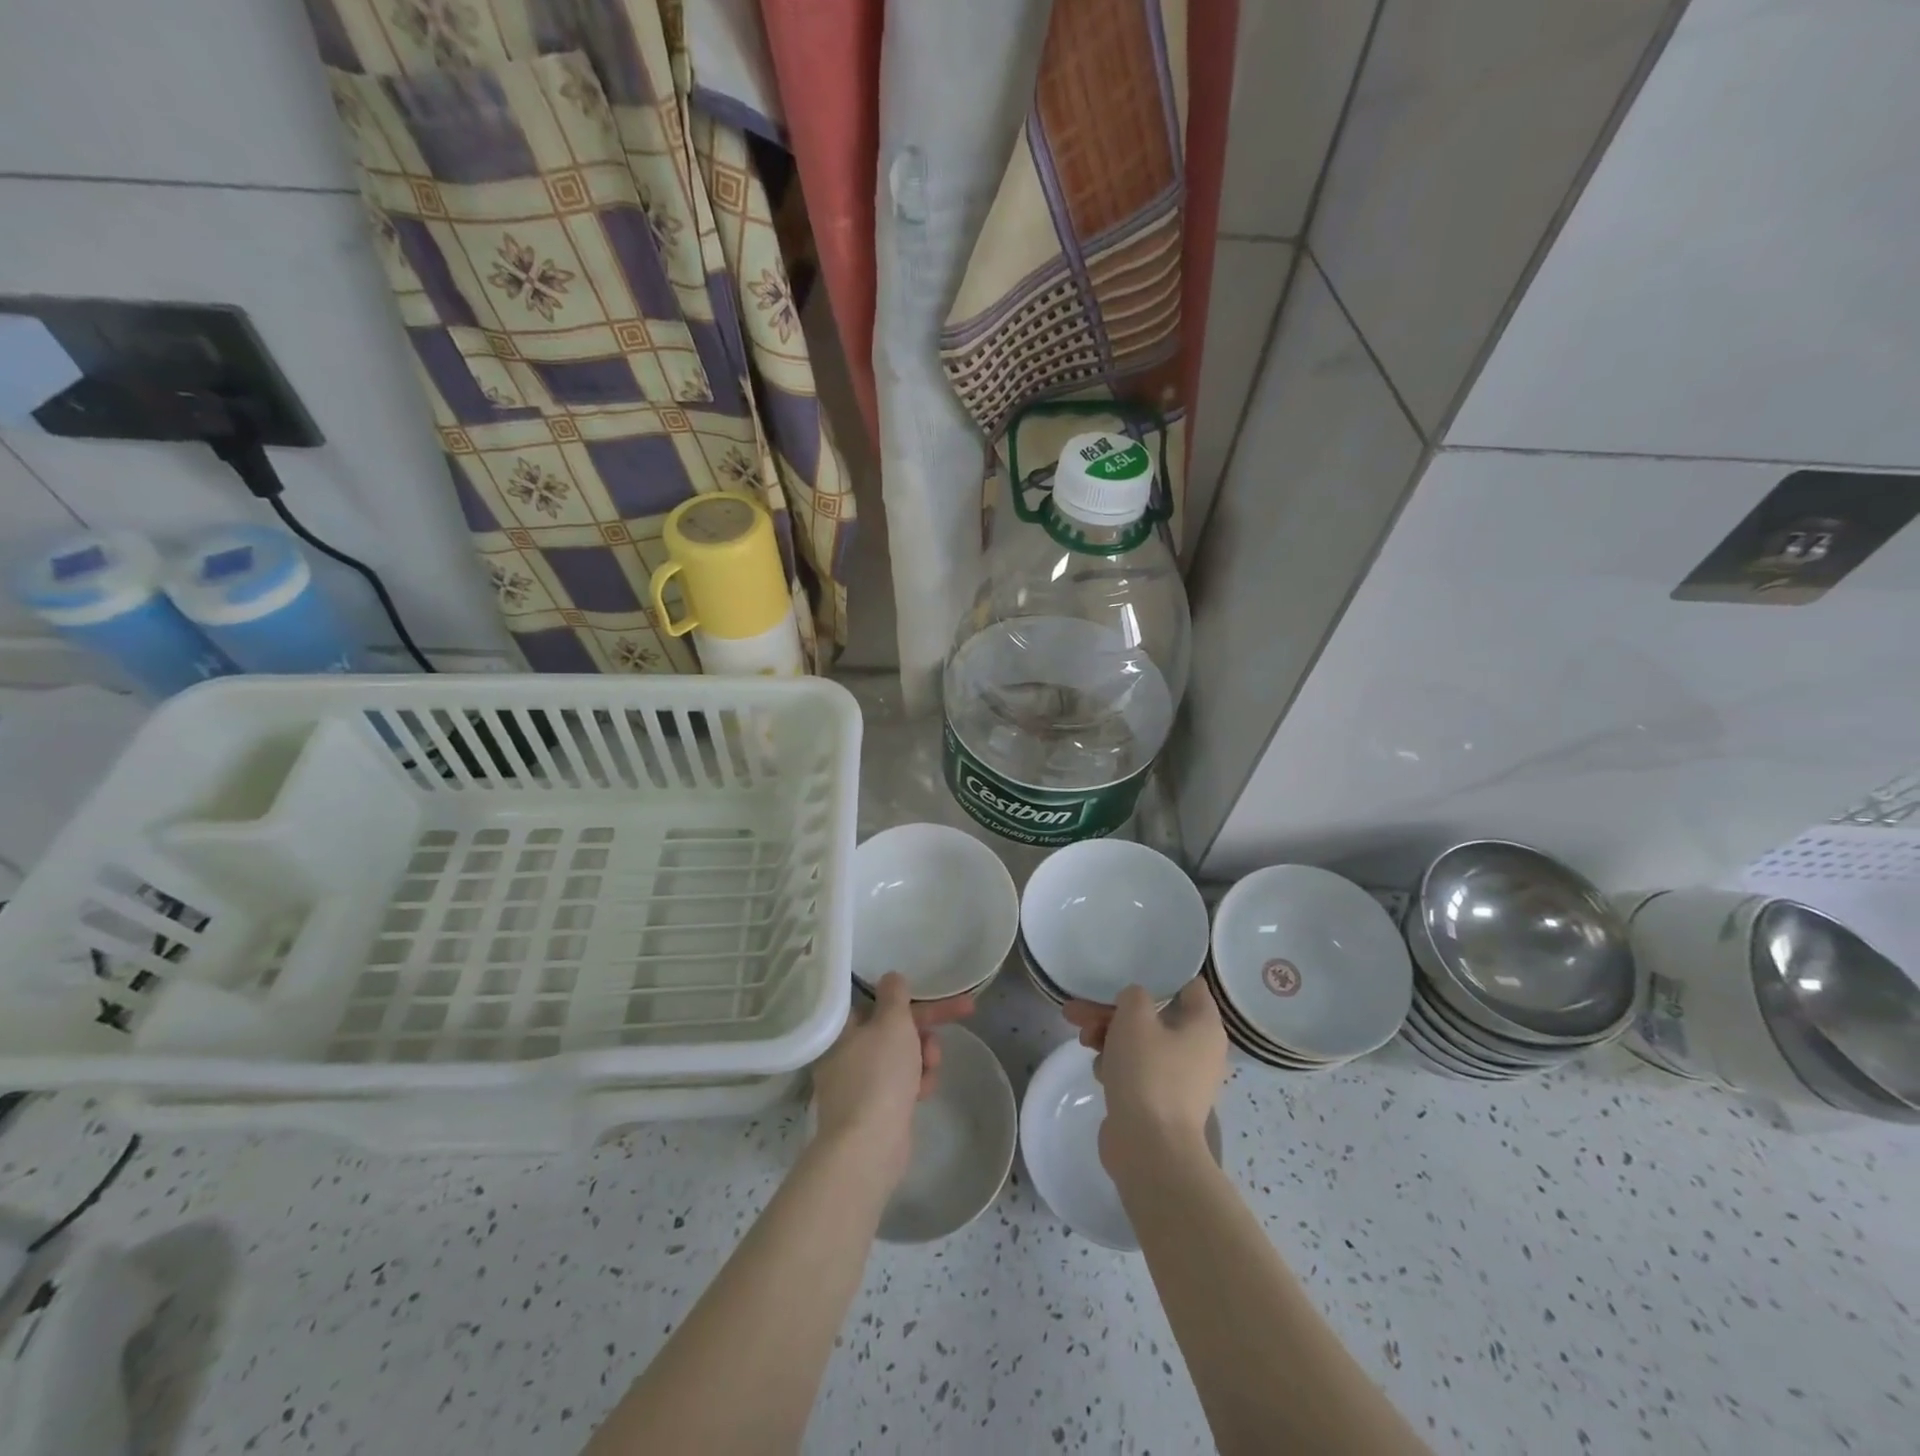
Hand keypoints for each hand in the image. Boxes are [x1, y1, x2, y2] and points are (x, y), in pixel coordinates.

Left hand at [810, 973, 974, 1180]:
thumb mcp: (892, 1023)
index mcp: (843, 1028)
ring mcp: (859, 1084)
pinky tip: (924, 1092)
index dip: (912, 994)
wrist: (870, 1146)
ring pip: (903, 1055)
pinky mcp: (874, 1110)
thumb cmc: (879, 1075)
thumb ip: (895, 995)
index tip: (936, 991)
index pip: (880, 1000)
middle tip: (964, 1013)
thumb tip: (890, 977)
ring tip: (930, 1068)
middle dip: (927, 1026)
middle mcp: (846, 1053)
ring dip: (924, 1055)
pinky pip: (902, 1084)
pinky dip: (917, 1083)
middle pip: (895, 1027)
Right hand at [1063, 980, 1226, 1171]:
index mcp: (1204, 1026)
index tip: (1129, 971)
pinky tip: (1099, 1070)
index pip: (1189, 986)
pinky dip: (1116, 1065)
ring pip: (1139, 1042)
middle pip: (1153, 1015)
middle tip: (1078, 1010)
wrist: (1149, 1148)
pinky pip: (1136, 1069)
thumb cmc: (1148, 1072)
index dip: (1160, 975)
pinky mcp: (1159, 1100)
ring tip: (1082, 1039)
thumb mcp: (1135, 1017)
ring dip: (1108, 1036)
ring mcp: (1179, 1078)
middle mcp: (1199, 1049)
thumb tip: (1135, 1004)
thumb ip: (1134, 995)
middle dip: (1113, 1011)